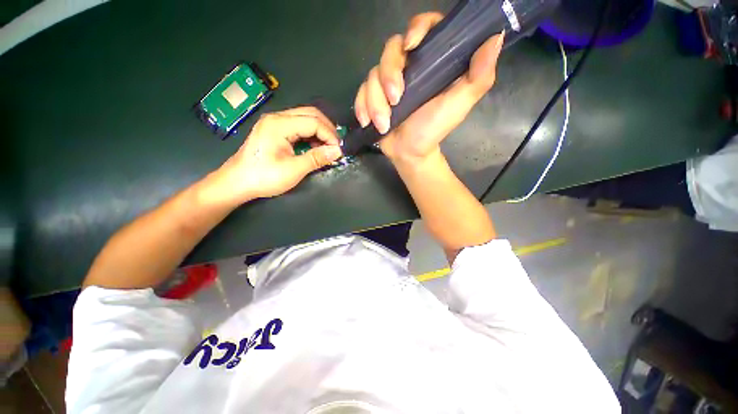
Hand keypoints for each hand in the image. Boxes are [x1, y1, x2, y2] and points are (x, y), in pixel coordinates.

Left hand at [202, 107, 342, 205]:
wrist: (237, 183)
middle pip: (310, 114)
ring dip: (320, 132)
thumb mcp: (294, 170)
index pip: (313, 122)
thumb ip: (317, 158)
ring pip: (305, 118)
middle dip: (327, 129)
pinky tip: (315, 147)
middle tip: (336, 146)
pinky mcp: (275, 130)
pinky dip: (311, 135)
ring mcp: (275, 122)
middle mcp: (277, 117)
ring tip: (327, 148)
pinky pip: (299, 126)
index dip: (330, 135)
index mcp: (279, 124)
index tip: (339, 150)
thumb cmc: (264, 177)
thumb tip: (338, 151)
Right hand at [354, 12, 504, 165]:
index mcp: (431, 62)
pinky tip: (368, 122)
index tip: (411, 46)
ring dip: (375, 102)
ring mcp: (387, 83)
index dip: (416, 29)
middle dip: (388, 76)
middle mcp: (408, 67)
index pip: (424, 28)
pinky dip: (362, 107)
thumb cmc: (434, 128)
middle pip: (390, 50)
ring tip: (384, 124)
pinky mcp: (372, 97)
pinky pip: (360, 93)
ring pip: (372, 75)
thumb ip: (479, 76)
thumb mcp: (459, 104)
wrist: (410, 152)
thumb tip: (494, 38)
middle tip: (396, 101)